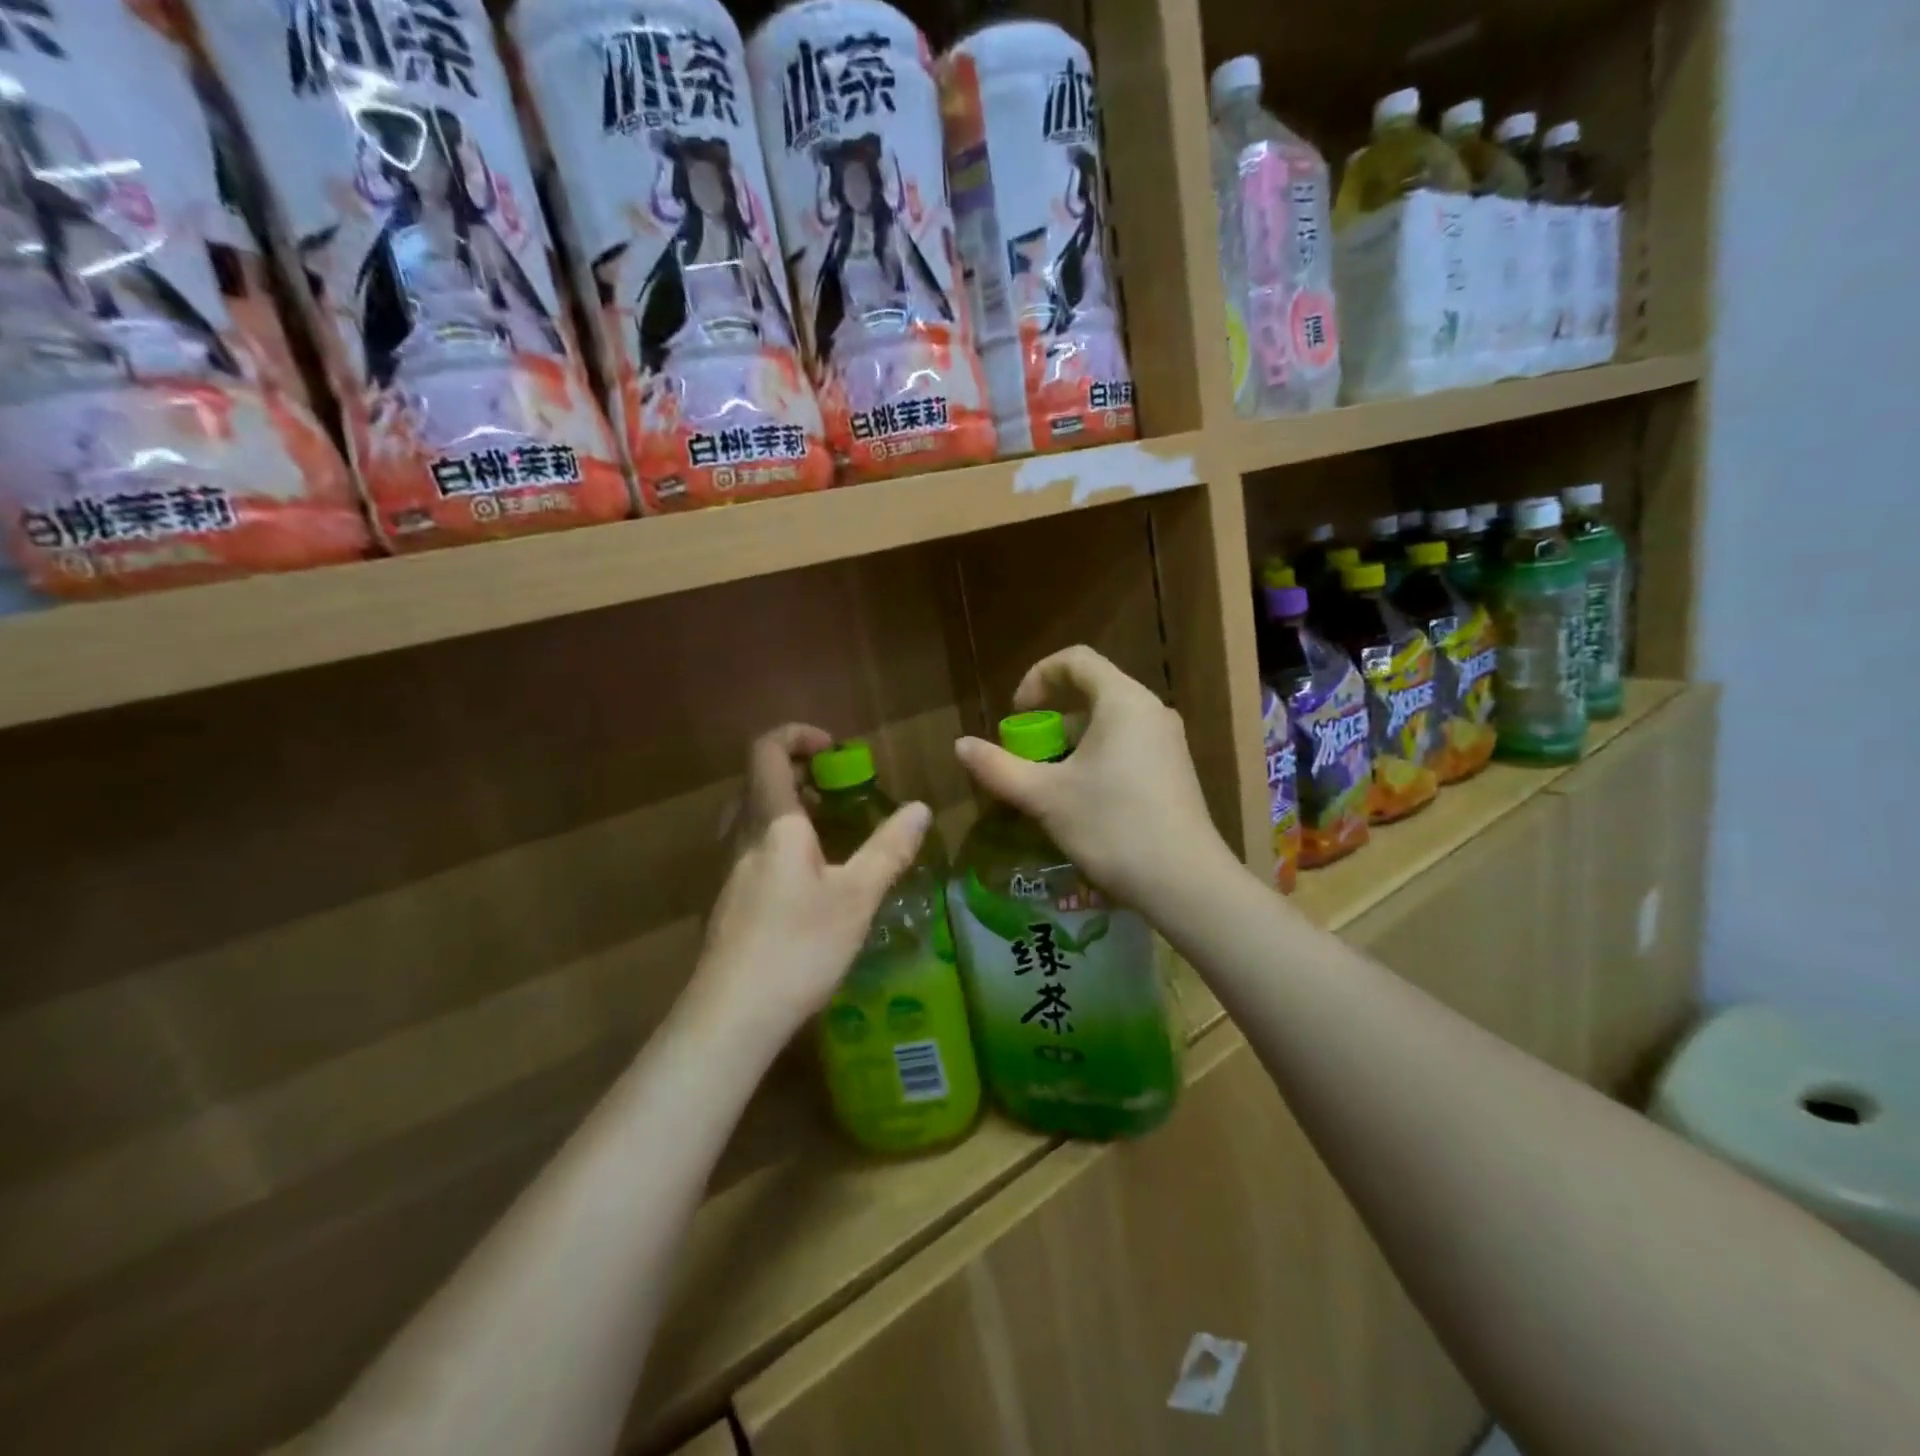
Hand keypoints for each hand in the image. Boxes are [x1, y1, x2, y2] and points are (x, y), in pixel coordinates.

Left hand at [688, 724, 931, 1049]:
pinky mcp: (726, 902)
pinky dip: (778, 843)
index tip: (836, 749)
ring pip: (751, 818)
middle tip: (838, 790)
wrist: (731, 1016)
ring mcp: (728, 871)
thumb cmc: (797, 946)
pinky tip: (808, 883)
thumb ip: (889, 849)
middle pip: (757, 781)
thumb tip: (921, 809)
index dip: (798, 734)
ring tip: (829, 832)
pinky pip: (750, 850)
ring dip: (787, 808)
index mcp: (772, 823)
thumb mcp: (856, 897)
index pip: (767, 750)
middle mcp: (741, 837)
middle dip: (798, 772)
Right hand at [953, 647, 1232, 917]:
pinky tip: (1082, 805)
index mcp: (1123, 701)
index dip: (1038, 677)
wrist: (1185, 883)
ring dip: (1070, 747)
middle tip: (1027, 759)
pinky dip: (1095, 761)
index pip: (1075, 660)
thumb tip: (960, 746)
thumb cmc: (1111, 827)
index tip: (1017, 714)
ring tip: (1048, 788)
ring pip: (1107, 726)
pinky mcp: (1173, 771)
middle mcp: (1150, 711)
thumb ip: (998, 768)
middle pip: (1090, 695)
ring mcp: (1167, 742)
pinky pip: (1126, 748)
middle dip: (1050, 722)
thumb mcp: (1045, 797)